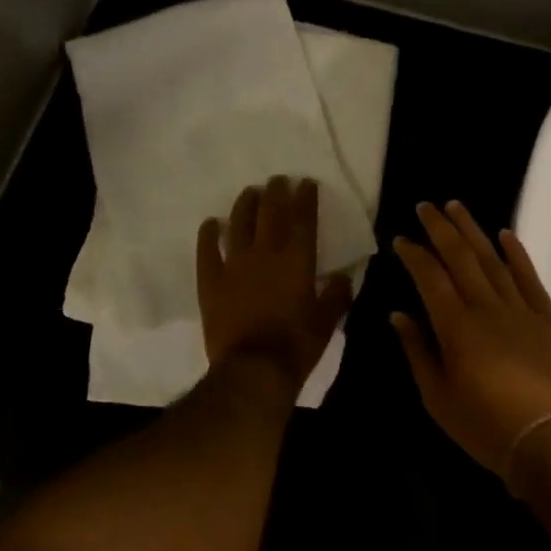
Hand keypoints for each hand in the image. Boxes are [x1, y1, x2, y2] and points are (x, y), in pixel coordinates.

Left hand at [197, 176, 353, 393]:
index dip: (305, 198)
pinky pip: (207, 251)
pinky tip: (211, 223)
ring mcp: (234, 266)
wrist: (253, 370)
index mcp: (297, 261)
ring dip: (245, 205)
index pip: (303, 219)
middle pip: (270, 213)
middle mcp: (266, 254)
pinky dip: (209, 234)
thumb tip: (343, 277)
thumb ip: (336, 296)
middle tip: (277, 180)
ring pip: (239, 224)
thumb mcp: (327, 323)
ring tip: (249, 192)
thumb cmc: (296, 346)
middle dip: (276, 192)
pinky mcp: (211, 282)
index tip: (306, 183)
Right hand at [391, 201, 550, 480]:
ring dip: (473, 231)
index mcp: (455, 325)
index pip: (430, 276)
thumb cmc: (484, 425)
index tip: (401, 239)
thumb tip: (398, 315)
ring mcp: (519, 309)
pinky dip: (517, 254)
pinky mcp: (546, 318)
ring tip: (457, 207)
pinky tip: (506, 235)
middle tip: (426, 206)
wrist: (549, 441)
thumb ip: (417, 351)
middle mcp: (486, 307)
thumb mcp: (437, 397)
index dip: (414, 254)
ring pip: (493, 259)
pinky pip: (530, 278)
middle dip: (440, 228)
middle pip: (460, 257)